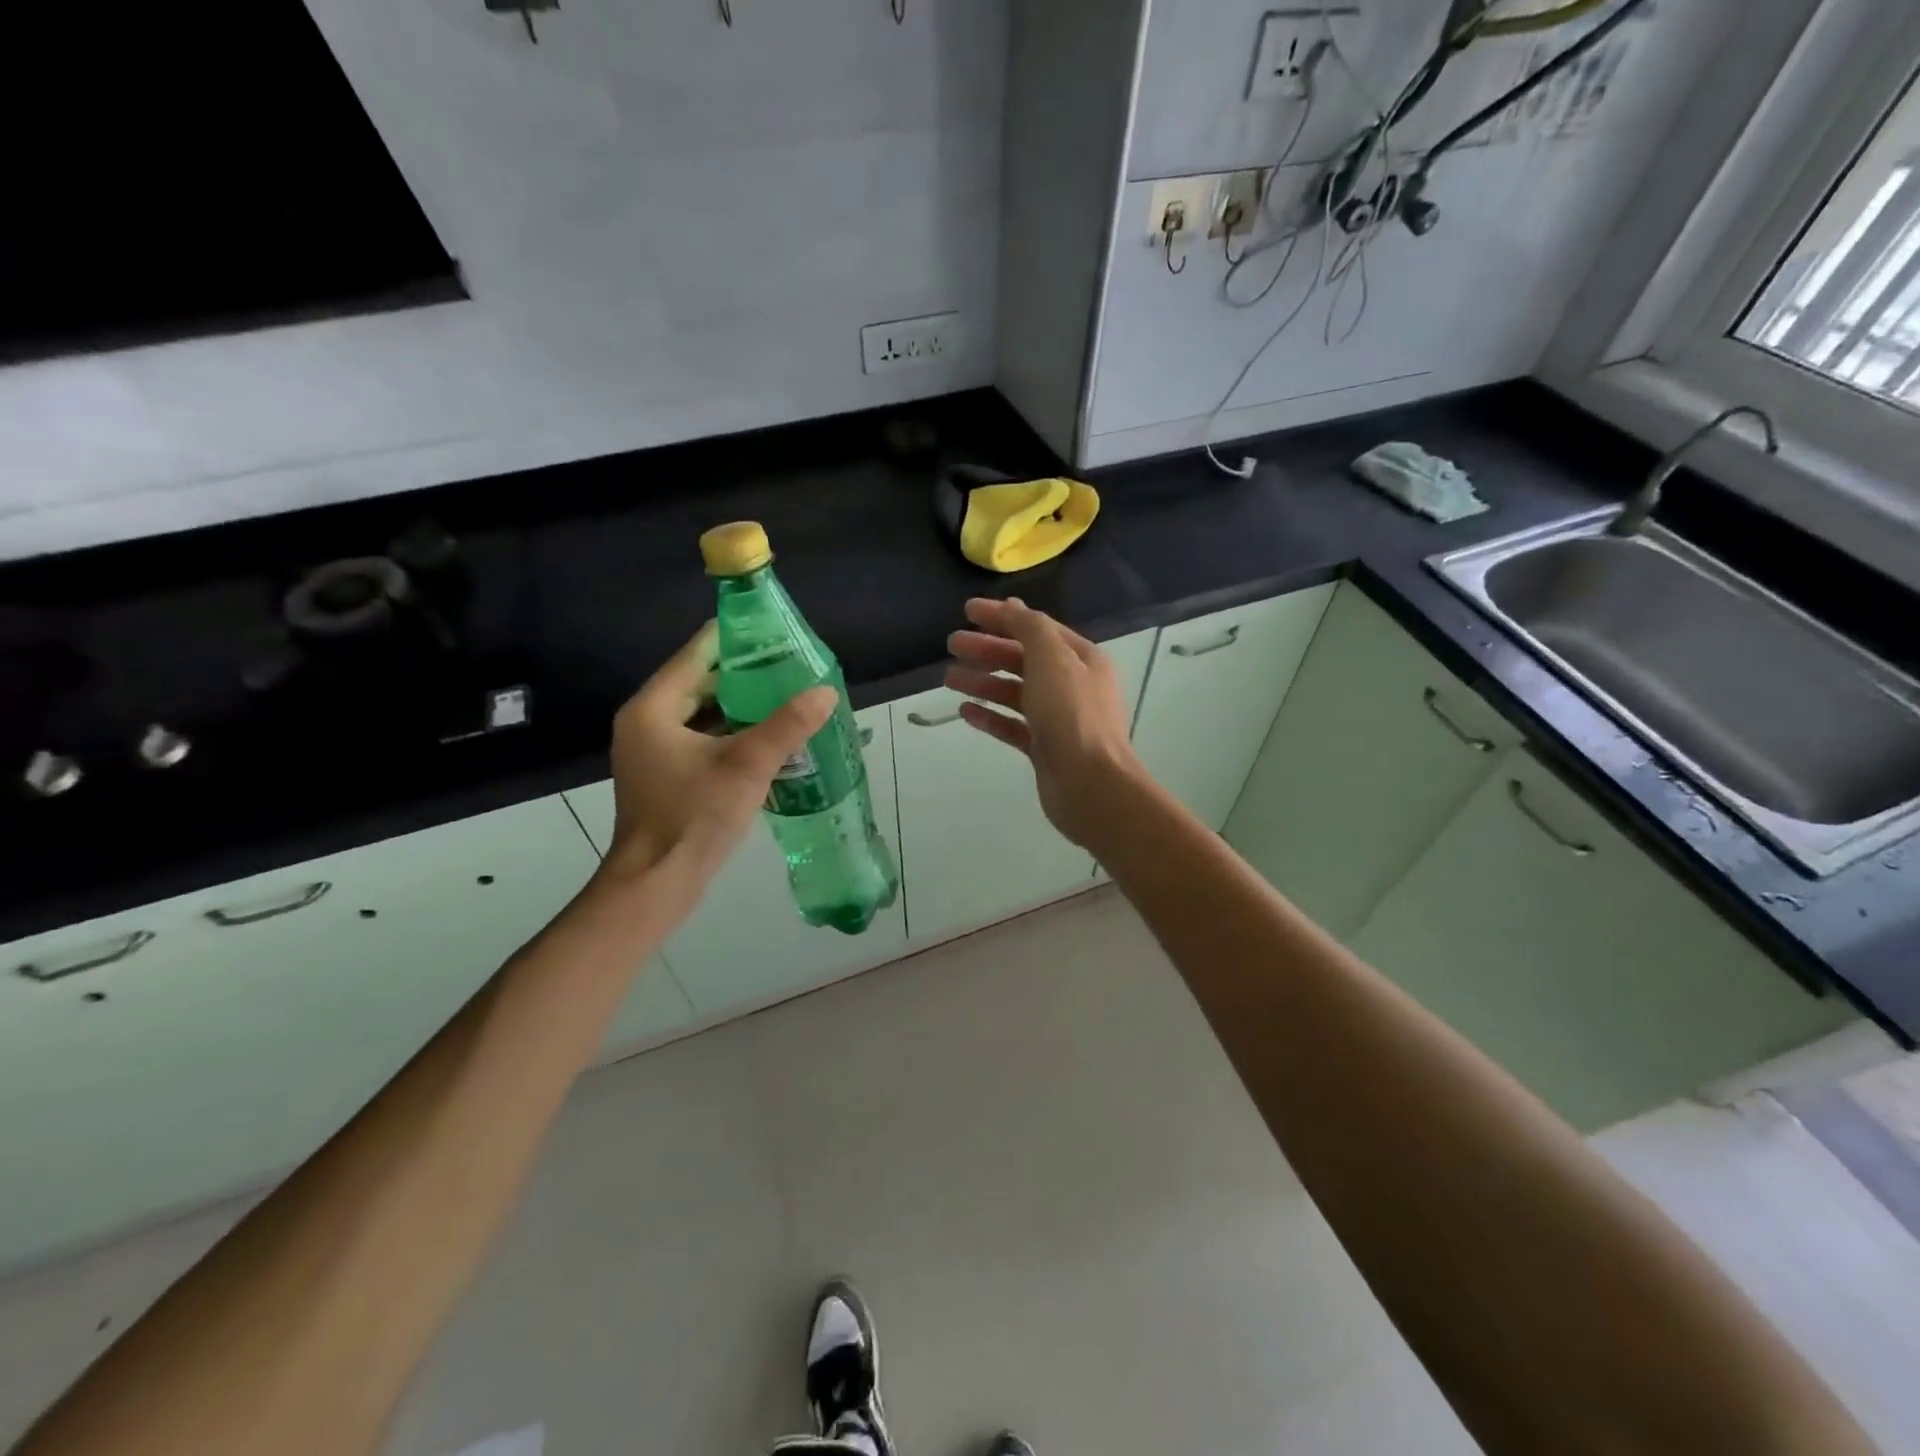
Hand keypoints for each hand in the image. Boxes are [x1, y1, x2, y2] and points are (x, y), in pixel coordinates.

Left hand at [605, 621, 834, 889]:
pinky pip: (704, 740)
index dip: (735, 638)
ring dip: (743, 706)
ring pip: (705, 714)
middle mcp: (648, 722)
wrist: (657, 883)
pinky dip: (734, 734)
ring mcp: (655, 751)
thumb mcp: (747, 765)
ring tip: (788, 695)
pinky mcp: (667, 775)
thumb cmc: (693, 817)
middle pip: (701, 683)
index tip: (773, 629)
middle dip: (747, 675)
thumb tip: (826, 691)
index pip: (696, 654)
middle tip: (791, 665)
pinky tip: (770, 736)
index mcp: (653, 709)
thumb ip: (787, 725)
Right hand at [945, 597, 1142, 846]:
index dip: (1002, 616)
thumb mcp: (1051, 658)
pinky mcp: (1044, 748)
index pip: (1036, 628)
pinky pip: (1013, 725)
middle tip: (951, 644)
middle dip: (987, 649)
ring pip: (1015, 693)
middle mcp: (1072, 685)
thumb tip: (1012, 606)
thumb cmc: (1072, 714)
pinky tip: (965, 712)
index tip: (966, 612)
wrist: (1090, 784)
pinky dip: (991, 716)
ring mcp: (1059, 719)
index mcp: (1081, 658)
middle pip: (1023, 659)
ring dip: (983, 682)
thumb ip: (1030, 628)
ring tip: (949, 679)